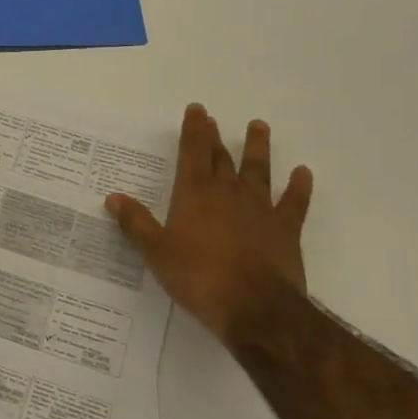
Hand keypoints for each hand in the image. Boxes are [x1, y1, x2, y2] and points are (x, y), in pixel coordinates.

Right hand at [106, 105, 313, 345]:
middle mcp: (228, 193)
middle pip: (221, 158)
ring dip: (257, 148)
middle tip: (213, 119)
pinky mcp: (285, 229)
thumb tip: (114, 198)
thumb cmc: (198, 277)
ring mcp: (260, 209)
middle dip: (214, 137)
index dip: (193, 130)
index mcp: (195, 194)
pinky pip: (294, 202)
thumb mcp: (156, 252)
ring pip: (259, 170)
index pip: (193, 152)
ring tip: (258, 126)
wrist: (254, 307)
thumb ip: (136, 223)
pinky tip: (303, 173)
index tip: (196, 110)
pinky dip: (299, 186)